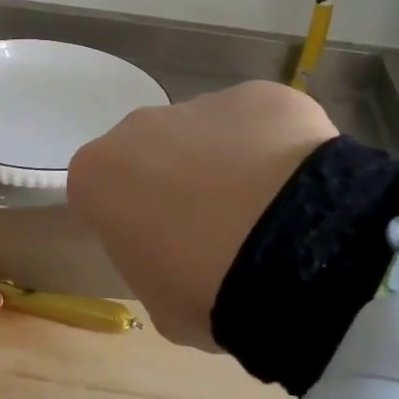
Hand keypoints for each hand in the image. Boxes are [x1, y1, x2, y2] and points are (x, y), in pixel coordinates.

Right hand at [67, 81, 338, 348]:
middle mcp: (139, 127)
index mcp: (98, 175)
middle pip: (150, 154)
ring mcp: (201, 105)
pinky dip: (276, 150)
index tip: (158, 250)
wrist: (293, 253)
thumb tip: (177, 253)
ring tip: (268, 214)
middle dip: (174, 183)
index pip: (100, 195)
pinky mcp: (260, 95)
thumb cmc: (205, 288)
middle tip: (214, 231)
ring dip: (226, 165)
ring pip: (206, 135)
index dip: (129, 222)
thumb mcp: (158, 302)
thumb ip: (152, 264)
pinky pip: (260, 124)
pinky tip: (300, 188)